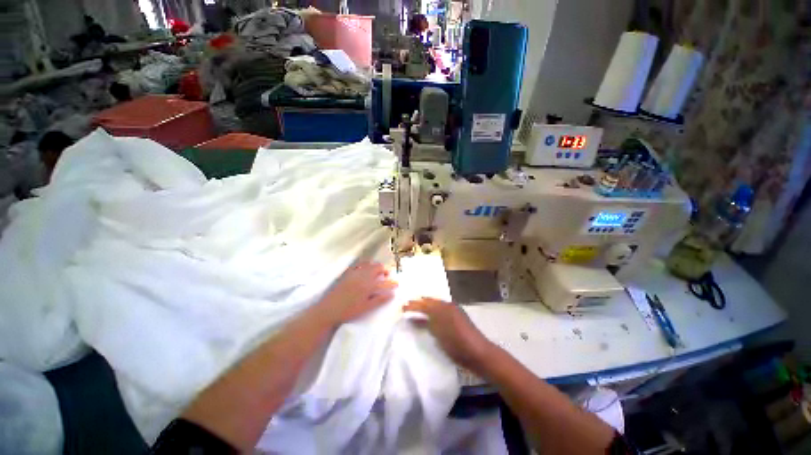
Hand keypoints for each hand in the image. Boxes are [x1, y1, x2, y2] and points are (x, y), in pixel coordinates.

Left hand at [319, 262, 396, 325]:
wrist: (329, 310)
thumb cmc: (349, 311)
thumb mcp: (366, 308)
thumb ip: (379, 300)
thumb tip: (391, 294)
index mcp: (368, 285)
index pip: (384, 282)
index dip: (392, 283)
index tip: (397, 284)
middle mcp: (362, 276)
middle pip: (377, 267)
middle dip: (384, 270)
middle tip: (386, 276)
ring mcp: (354, 273)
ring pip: (368, 264)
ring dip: (374, 266)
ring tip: (377, 272)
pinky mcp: (347, 273)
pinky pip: (357, 264)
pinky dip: (364, 264)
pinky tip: (364, 269)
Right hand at [403, 298, 494, 371]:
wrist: (478, 352)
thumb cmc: (457, 342)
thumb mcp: (439, 332)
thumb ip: (427, 322)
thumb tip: (415, 317)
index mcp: (444, 307)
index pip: (424, 303)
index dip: (413, 305)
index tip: (402, 307)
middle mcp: (448, 306)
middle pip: (430, 302)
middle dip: (419, 303)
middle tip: (407, 305)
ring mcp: (453, 313)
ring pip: (435, 307)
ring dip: (425, 307)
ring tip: (415, 309)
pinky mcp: (456, 320)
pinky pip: (440, 313)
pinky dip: (432, 314)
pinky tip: (428, 319)